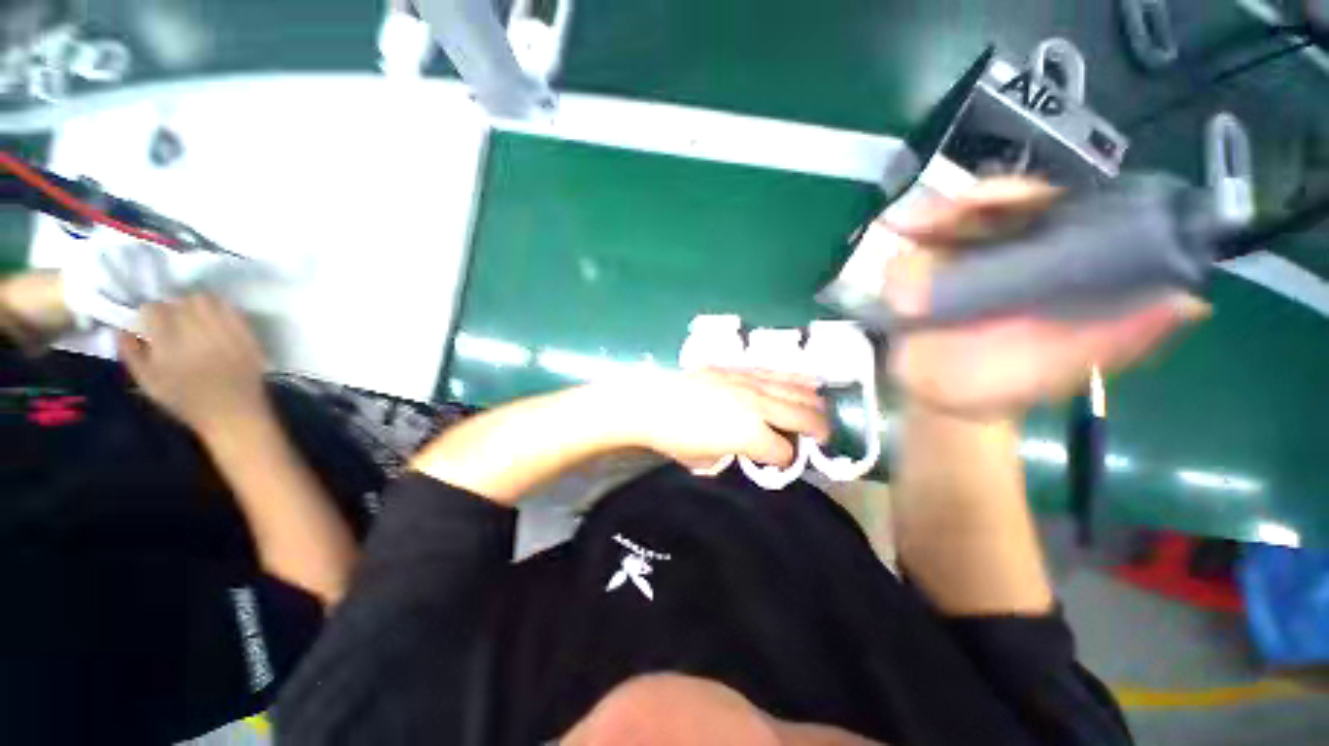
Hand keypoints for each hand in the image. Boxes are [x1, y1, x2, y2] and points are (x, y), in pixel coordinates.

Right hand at [117, 295, 269, 437]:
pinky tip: (215, 320)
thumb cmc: (186, 402)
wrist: (234, 413)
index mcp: (168, 343)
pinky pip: (233, 310)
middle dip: (174, 306)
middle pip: (180, 300)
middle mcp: (196, 332)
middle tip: (173, 319)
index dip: (149, 312)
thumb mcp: (148, 383)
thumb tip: (121, 329)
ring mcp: (225, 332)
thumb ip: (131, 353)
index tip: (150, 322)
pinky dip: (222, 309)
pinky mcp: (247, 335)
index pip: (153, 308)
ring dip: (197, 304)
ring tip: (194, 318)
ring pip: (207, 300)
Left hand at [625, 369, 830, 469]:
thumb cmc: (675, 437)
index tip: (779, 462)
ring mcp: (751, 383)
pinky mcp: (740, 369)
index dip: (784, 461)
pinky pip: (776, 373)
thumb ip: (735, 456)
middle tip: (824, 438)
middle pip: (803, 416)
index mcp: (751, 434)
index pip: (783, 451)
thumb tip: (749, 451)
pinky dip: (796, 380)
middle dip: (819, 430)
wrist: (652, 402)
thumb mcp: (707, 460)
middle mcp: (759, 406)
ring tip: (822, 411)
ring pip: (796, 390)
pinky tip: (808, 382)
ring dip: (814, 403)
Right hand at [879, 178, 1208, 418]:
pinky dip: (907, 238)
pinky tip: (898, 233)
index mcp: (1050, 266)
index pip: (1052, 213)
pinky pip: (910, 249)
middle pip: (995, 208)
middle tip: (960, 208)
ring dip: (937, 215)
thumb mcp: (1069, 365)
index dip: (1037, 198)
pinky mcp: (916, 277)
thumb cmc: (1008, 384)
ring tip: (918, 225)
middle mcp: (1004, 253)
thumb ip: (1121, 338)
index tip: (1019, 200)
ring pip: (950, 221)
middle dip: (979, 201)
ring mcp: (956, 262)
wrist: (943, 400)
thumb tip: (1191, 301)